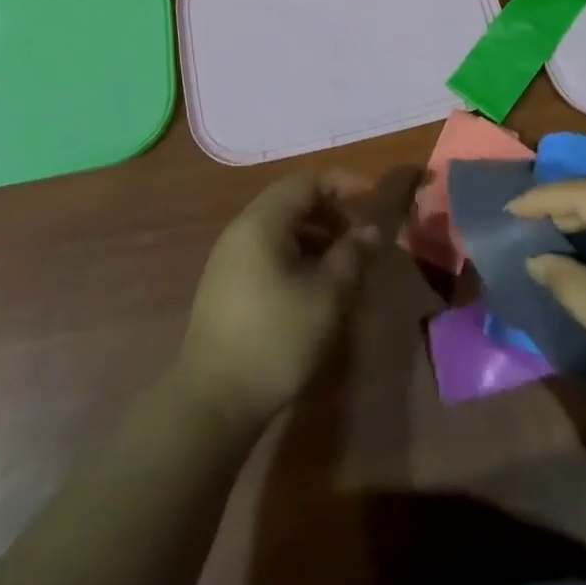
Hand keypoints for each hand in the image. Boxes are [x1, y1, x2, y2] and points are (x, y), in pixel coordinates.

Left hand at [175, 172, 380, 429]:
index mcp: (262, 222)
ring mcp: (230, 258)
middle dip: (332, 212)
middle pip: (292, 202)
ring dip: (317, 236)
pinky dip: (298, 255)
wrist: (213, 403)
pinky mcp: (227, 285)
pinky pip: (268, 251)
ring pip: (281, 229)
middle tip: (361, 237)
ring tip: (344, 265)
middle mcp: (241, 230)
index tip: (372, 201)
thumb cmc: (276, 340)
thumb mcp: (327, 297)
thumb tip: (371, 231)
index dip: (343, 185)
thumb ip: (352, 256)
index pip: (307, 181)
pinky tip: (315, 287)